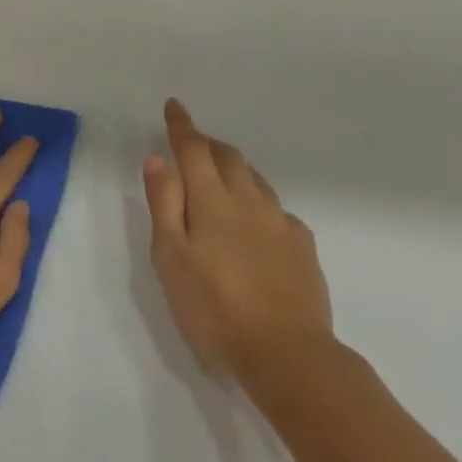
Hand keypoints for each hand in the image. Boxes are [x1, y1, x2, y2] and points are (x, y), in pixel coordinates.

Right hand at [141, 100, 334, 389]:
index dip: (182, 126)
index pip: (194, 150)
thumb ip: (164, 204)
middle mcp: (249, 202)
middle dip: (208, 144)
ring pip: (256, 180)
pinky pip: (277, 210)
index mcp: (212, 201)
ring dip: (235, 168)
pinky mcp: (303, 249)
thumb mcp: (171, 257)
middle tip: (193, 143)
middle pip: (229, 158)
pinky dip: (259, 202)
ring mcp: (281, 224)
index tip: (175, 106)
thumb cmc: (213, 307)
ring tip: (221, 176)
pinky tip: (257, 222)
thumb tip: (158, 160)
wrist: (288, 355)